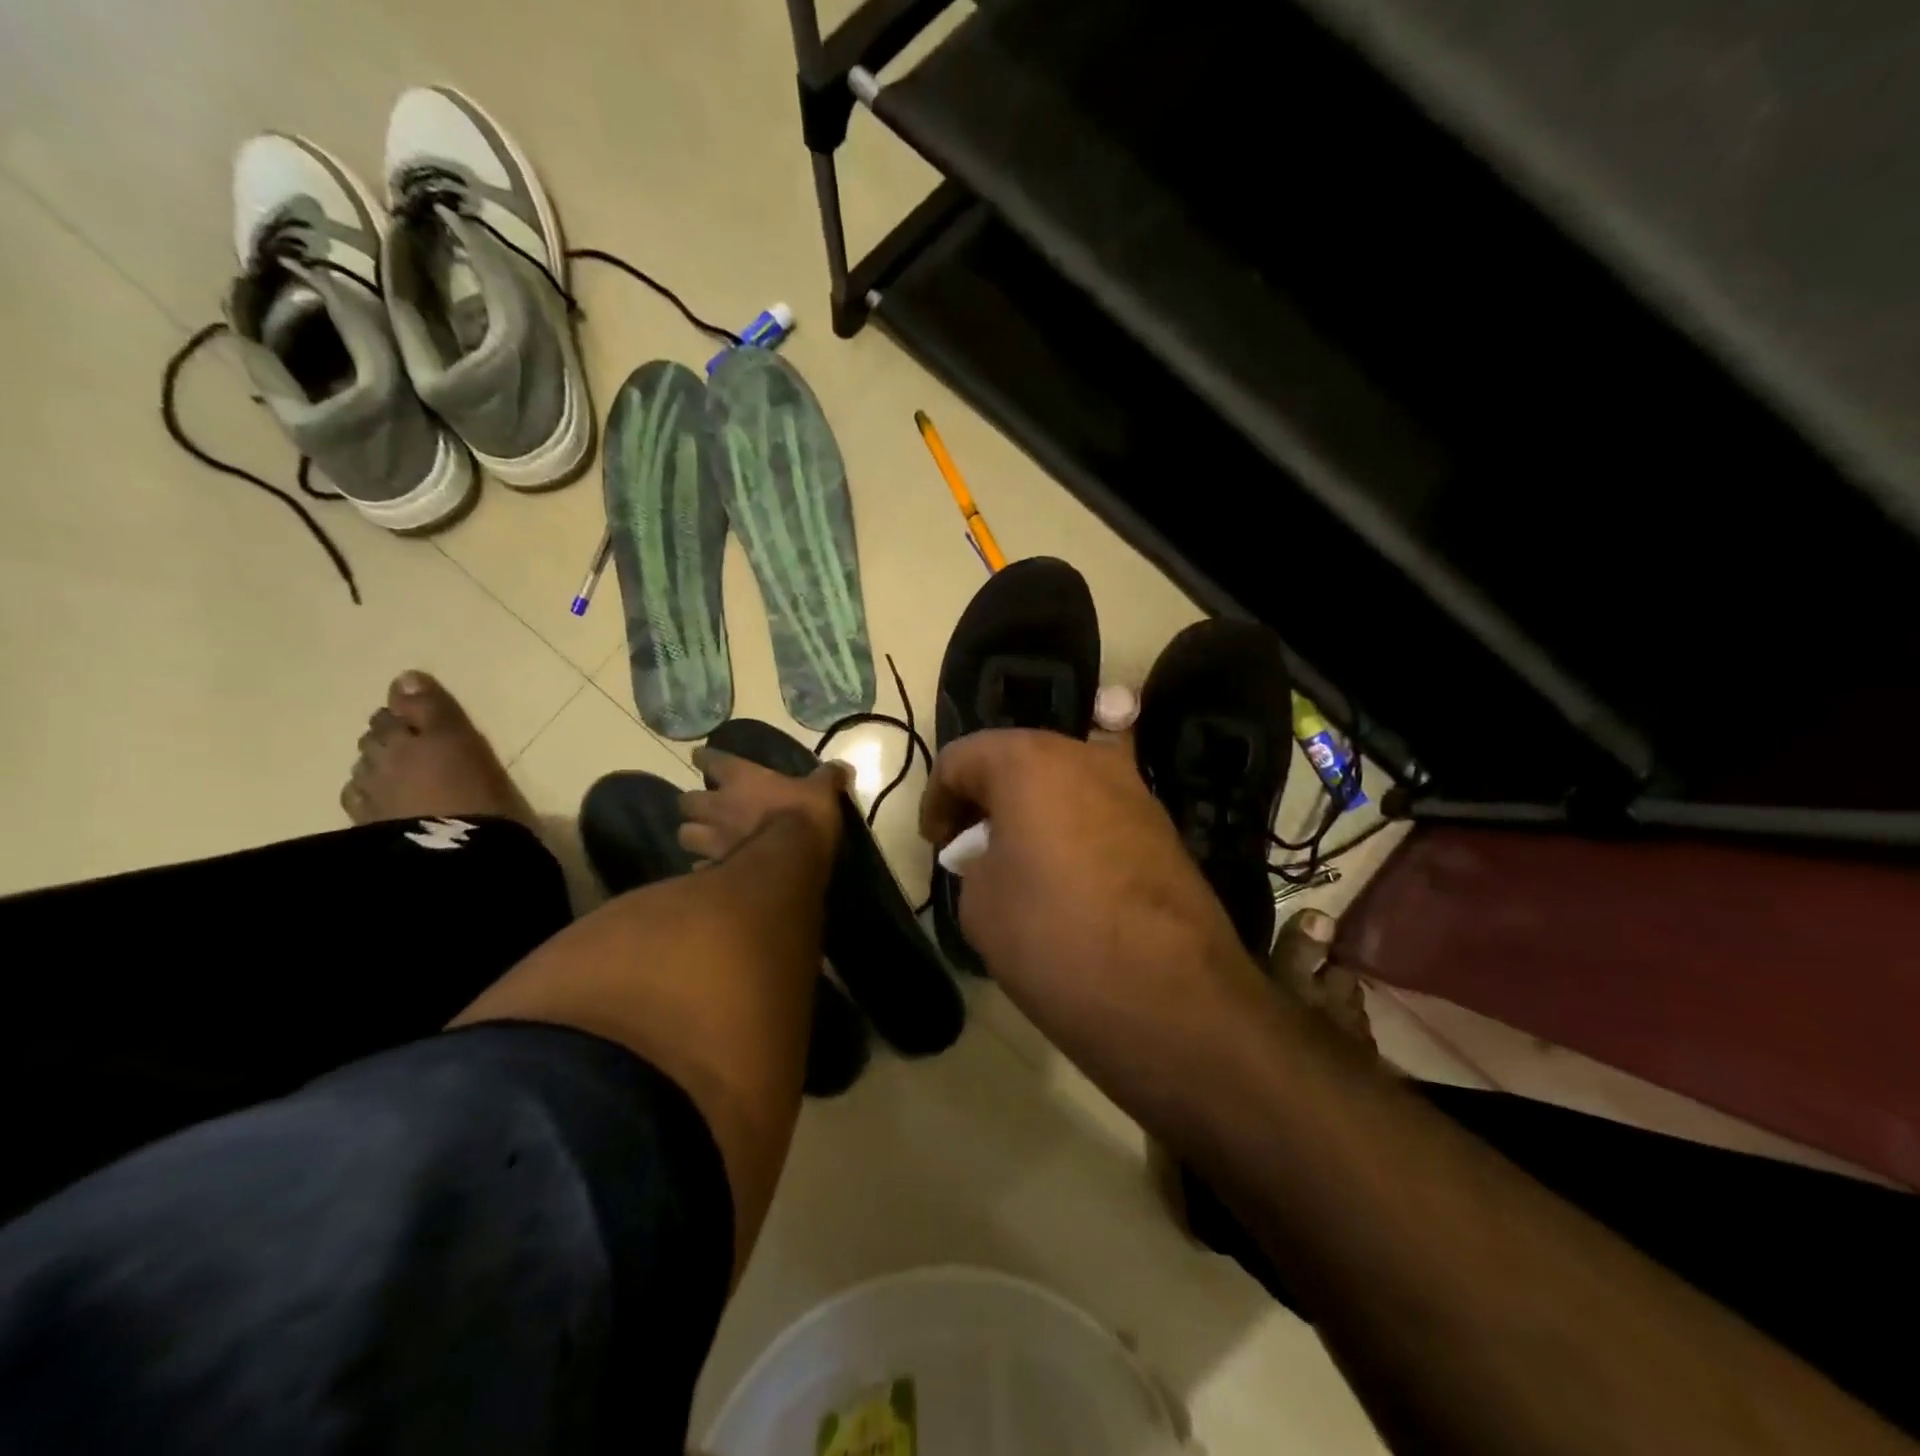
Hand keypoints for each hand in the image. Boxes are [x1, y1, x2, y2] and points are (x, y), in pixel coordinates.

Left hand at [679, 748, 846, 864]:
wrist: (790, 863)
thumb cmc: (803, 817)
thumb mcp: (823, 791)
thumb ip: (828, 777)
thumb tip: (842, 766)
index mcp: (741, 779)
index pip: (712, 760)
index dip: (706, 758)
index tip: (701, 756)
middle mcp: (718, 806)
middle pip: (686, 801)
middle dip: (693, 804)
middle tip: (704, 807)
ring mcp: (711, 840)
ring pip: (685, 835)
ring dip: (693, 835)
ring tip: (703, 840)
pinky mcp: (714, 869)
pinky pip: (700, 867)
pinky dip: (704, 867)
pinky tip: (714, 870)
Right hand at [919, 731, 1261, 1088]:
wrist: (1169, 995)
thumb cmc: (1054, 937)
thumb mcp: (981, 903)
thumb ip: (977, 861)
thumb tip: (997, 857)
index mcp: (1029, 761)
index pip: (963, 758)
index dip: (937, 798)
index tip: (937, 844)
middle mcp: (1085, 757)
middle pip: (1019, 759)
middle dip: (987, 796)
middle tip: (971, 845)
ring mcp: (1133, 789)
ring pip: (1064, 781)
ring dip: (1033, 809)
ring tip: (1020, 861)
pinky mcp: (1164, 825)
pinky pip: (1100, 810)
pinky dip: (1073, 827)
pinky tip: (1068, 875)